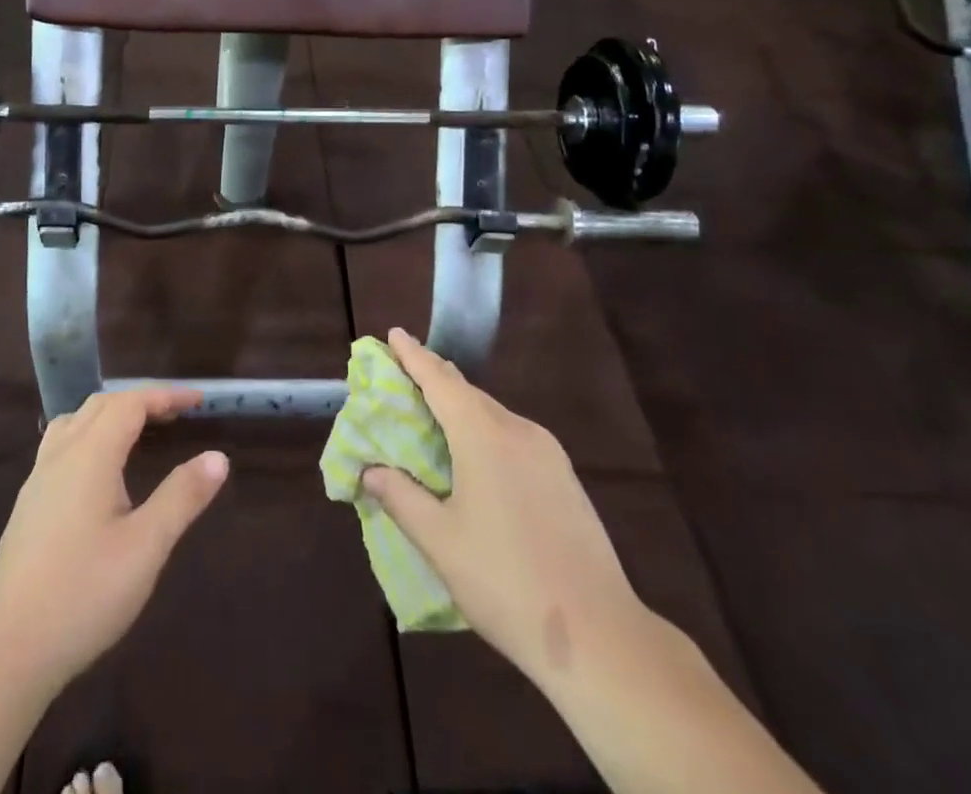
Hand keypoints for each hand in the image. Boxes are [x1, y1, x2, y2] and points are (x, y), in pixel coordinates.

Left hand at [0, 388, 229, 695]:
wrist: (6, 650)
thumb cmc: (83, 594)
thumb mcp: (145, 547)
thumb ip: (182, 497)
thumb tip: (218, 457)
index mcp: (90, 454)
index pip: (131, 403)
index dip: (166, 396)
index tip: (198, 401)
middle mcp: (61, 454)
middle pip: (102, 405)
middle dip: (141, 401)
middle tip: (177, 415)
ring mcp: (39, 479)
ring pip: (77, 422)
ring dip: (112, 415)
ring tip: (140, 431)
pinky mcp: (29, 504)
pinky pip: (62, 445)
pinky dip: (91, 435)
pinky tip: (100, 471)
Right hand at [360, 329, 642, 687]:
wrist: (600, 636)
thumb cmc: (506, 581)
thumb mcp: (440, 541)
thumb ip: (401, 498)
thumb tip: (370, 471)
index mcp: (484, 436)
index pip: (440, 381)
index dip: (414, 356)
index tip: (394, 334)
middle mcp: (518, 431)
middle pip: (468, 393)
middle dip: (435, 380)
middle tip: (405, 376)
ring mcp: (548, 454)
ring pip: (494, 415)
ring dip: (461, 408)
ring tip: (435, 415)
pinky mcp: (565, 479)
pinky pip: (514, 436)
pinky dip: (485, 431)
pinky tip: (477, 457)